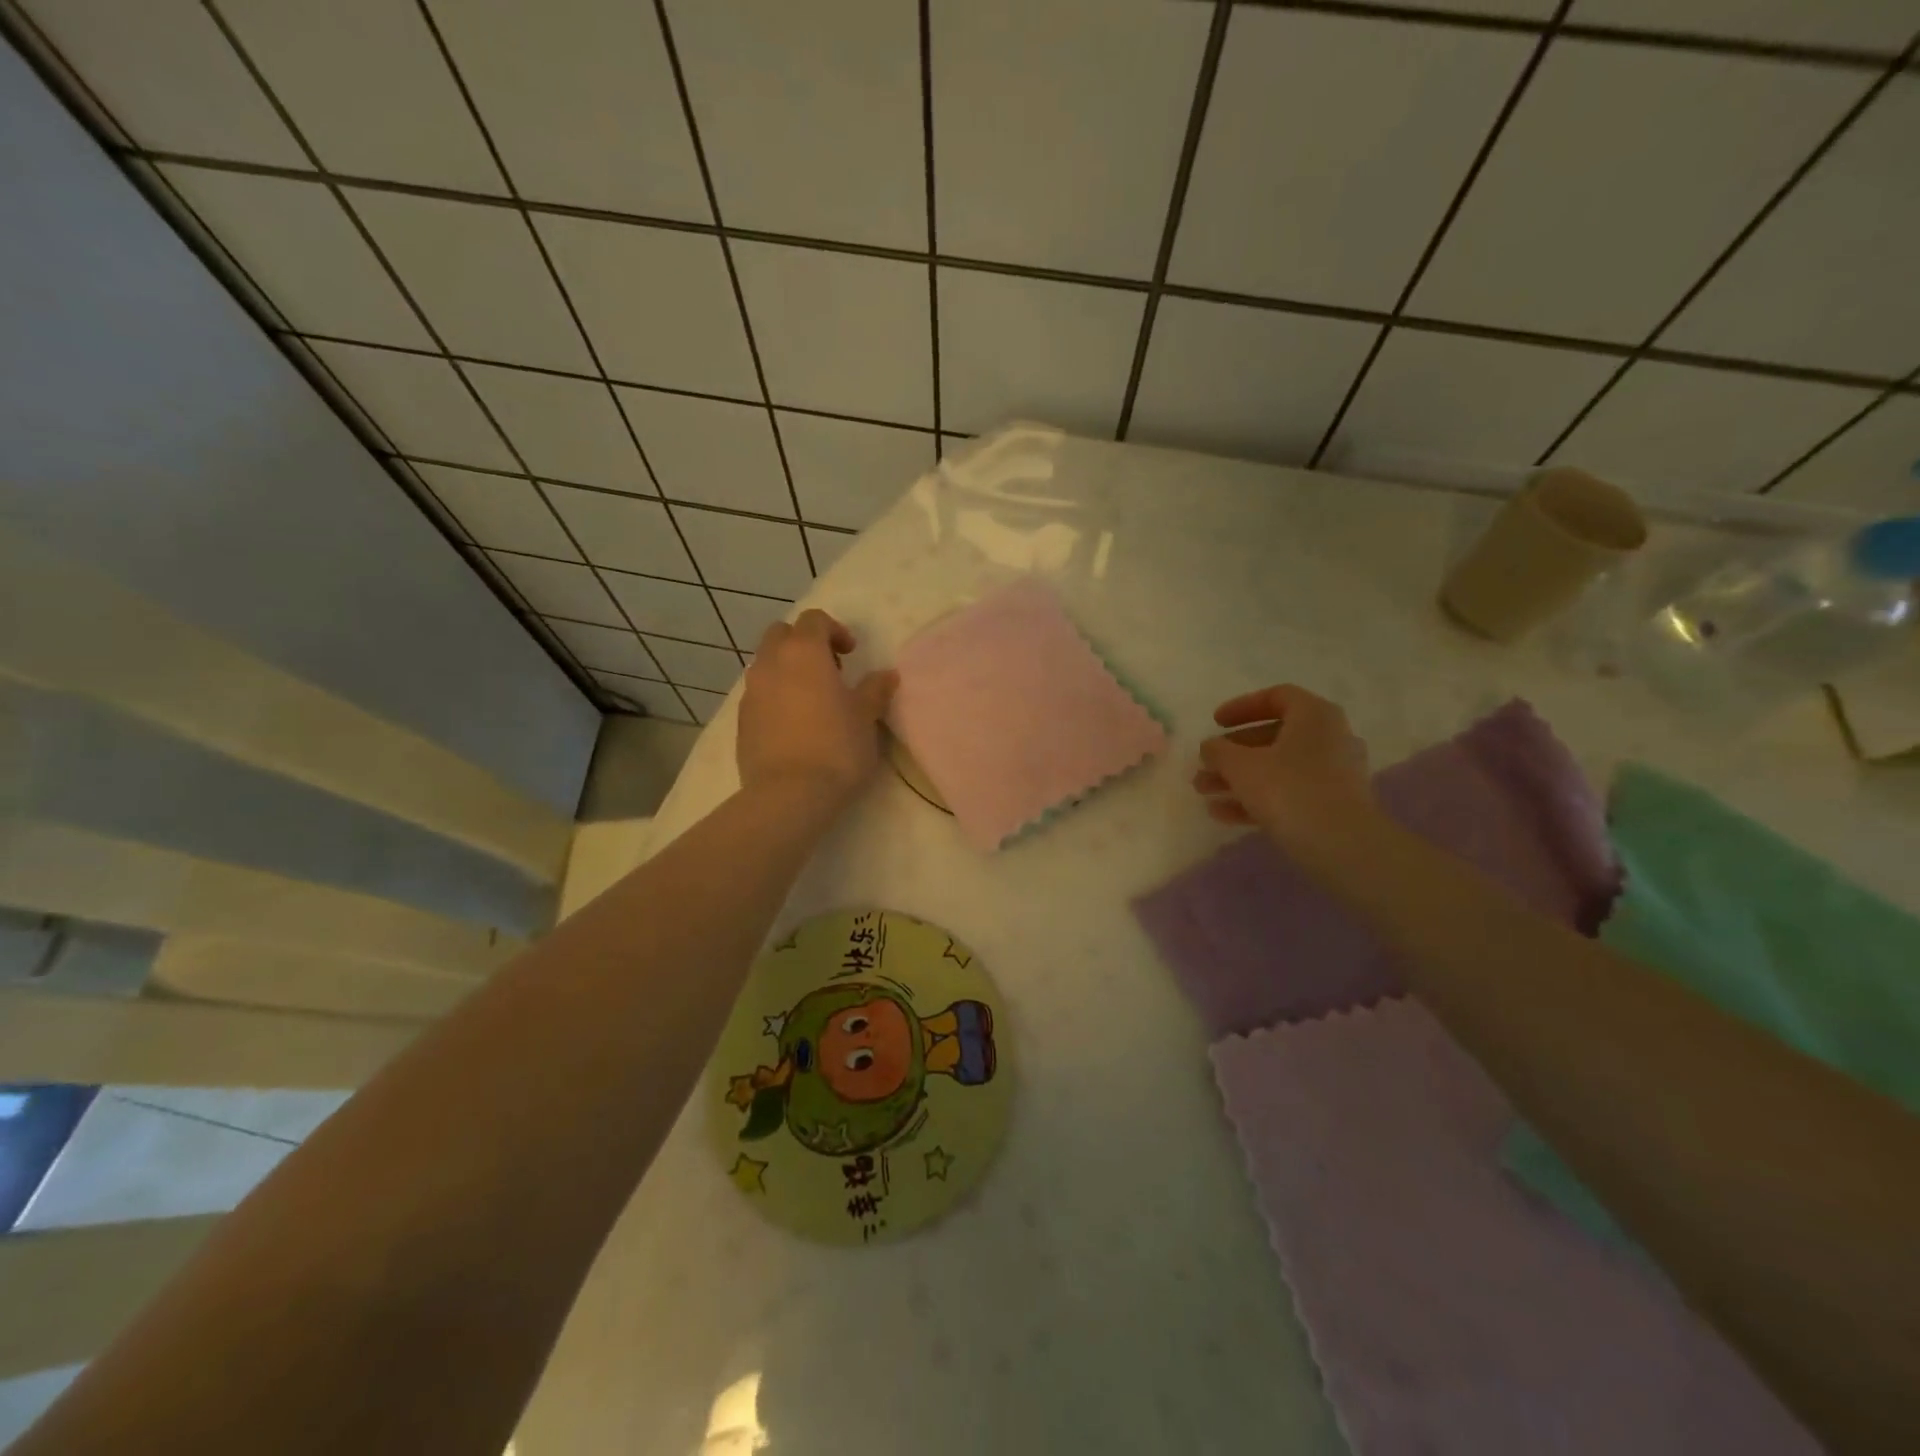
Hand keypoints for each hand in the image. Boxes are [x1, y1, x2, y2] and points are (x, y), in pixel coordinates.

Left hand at [738, 610, 896, 808]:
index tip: (851, 654)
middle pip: (781, 634)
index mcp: (803, 652)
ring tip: (811, 699)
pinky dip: (775, 696)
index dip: (834, 630)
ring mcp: (751, 692)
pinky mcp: (741, 720)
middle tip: (829, 670)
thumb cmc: (836, 748)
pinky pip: (758, 694)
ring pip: (766, 664)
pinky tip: (794, 724)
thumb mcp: (865, 717)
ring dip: (787, 670)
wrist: (789, 794)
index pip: (814, 620)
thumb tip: (886, 675)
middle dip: (803, 643)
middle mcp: (771, 663)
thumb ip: (875, 690)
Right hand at [1193, 685, 1374, 851]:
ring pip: (1277, 767)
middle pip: (1273, 736)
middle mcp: (1330, 738)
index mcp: (1314, 715)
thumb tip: (1210, 747)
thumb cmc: (1289, 790)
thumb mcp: (1241, 766)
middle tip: (1205, 764)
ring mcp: (1334, 773)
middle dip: (1232, 752)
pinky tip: (1222, 814)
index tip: (1215, 723)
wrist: (1342, 846)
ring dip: (1238, 778)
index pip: (1276, 697)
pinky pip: (1288, 792)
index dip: (1241, 707)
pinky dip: (1256, 798)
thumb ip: (1219, 751)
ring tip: (1204, 791)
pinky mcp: (1332, 805)